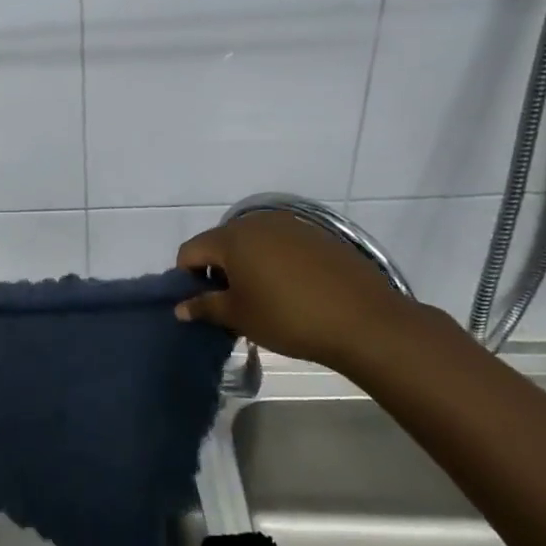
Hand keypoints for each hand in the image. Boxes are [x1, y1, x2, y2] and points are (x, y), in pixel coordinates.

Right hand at [175, 211, 418, 370]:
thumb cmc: (289, 317)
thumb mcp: (240, 316)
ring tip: (263, 298)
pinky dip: (275, 263)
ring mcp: (291, 226)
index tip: (203, 304)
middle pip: (221, 243)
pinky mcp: (319, 236)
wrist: (366, 322)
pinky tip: (292, 290)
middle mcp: (257, 223)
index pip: (191, 251)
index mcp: (232, 238)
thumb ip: (205, 307)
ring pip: (253, 243)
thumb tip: (180, 308)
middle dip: (218, 271)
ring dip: (247, 266)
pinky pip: (282, 245)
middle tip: (232, 303)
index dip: (188, 278)